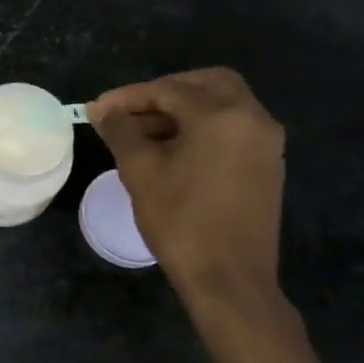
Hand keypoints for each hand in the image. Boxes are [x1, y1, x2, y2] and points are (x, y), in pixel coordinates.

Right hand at [90, 68, 284, 311]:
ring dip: (181, 110)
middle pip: (205, 84)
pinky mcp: (266, 164)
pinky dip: (201, 127)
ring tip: (141, 134)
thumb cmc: (181, 220)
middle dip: (163, 92)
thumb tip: (102, 110)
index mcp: (222, 115)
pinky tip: (171, 151)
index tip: (97, 110)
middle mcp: (253, 118)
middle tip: (128, 112)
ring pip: (221, 105)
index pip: (168, 89)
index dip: (128, 97)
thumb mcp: (140, 170)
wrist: (229, 278)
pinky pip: (231, 128)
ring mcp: (265, 142)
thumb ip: (120, 130)